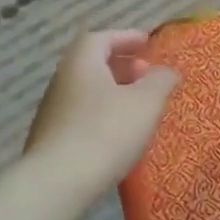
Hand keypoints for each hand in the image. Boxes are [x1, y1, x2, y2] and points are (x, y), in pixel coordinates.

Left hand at [24, 30, 179, 199]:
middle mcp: (62, 81)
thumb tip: (168, 70)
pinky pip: (82, 115)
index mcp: (82, 63)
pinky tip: (119, 133)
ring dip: (113, 91)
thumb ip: (161, 81)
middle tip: (147, 75)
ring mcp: (53, 111)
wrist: (58, 182)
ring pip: (87, 91)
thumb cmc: (106, 132)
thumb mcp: (146, 103)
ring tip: (138, 106)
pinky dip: (102, 114)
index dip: (126, 37)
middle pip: (92, 63)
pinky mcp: (51, 138)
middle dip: (122, 65)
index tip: (147, 43)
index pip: (101, 38)